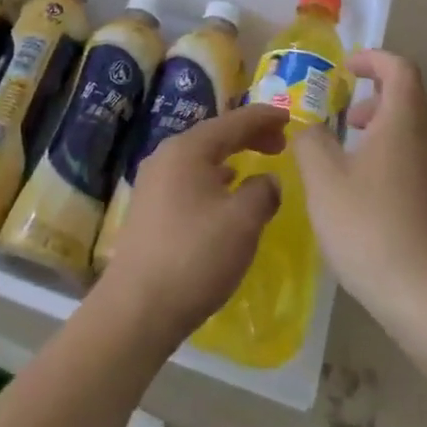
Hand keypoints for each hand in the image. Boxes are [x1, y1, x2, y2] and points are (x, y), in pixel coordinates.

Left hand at [94, 104, 284, 350]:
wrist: (138, 308)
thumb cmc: (195, 256)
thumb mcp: (243, 221)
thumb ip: (263, 192)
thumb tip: (267, 180)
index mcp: (187, 149)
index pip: (232, 122)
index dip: (263, 118)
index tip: (288, 118)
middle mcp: (165, 157)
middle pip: (214, 137)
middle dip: (248, 136)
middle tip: (279, 144)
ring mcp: (152, 183)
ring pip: (200, 159)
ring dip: (231, 158)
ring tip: (256, 167)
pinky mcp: (149, 209)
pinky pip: (189, 179)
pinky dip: (214, 179)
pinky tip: (225, 196)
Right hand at [290, 49, 426, 329]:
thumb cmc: (372, 228)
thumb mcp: (324, 181)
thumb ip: (310, 142)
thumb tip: (307, 126)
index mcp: (406, 122)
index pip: (399, 67)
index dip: (372, 59)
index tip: (346, 70)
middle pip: (410, 99)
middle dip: (376, 98)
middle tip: (346, 118)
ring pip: (417, 134)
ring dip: (385, 132)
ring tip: (352, 161)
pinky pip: (422, 165)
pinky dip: (396, 161)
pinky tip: (372, 200)